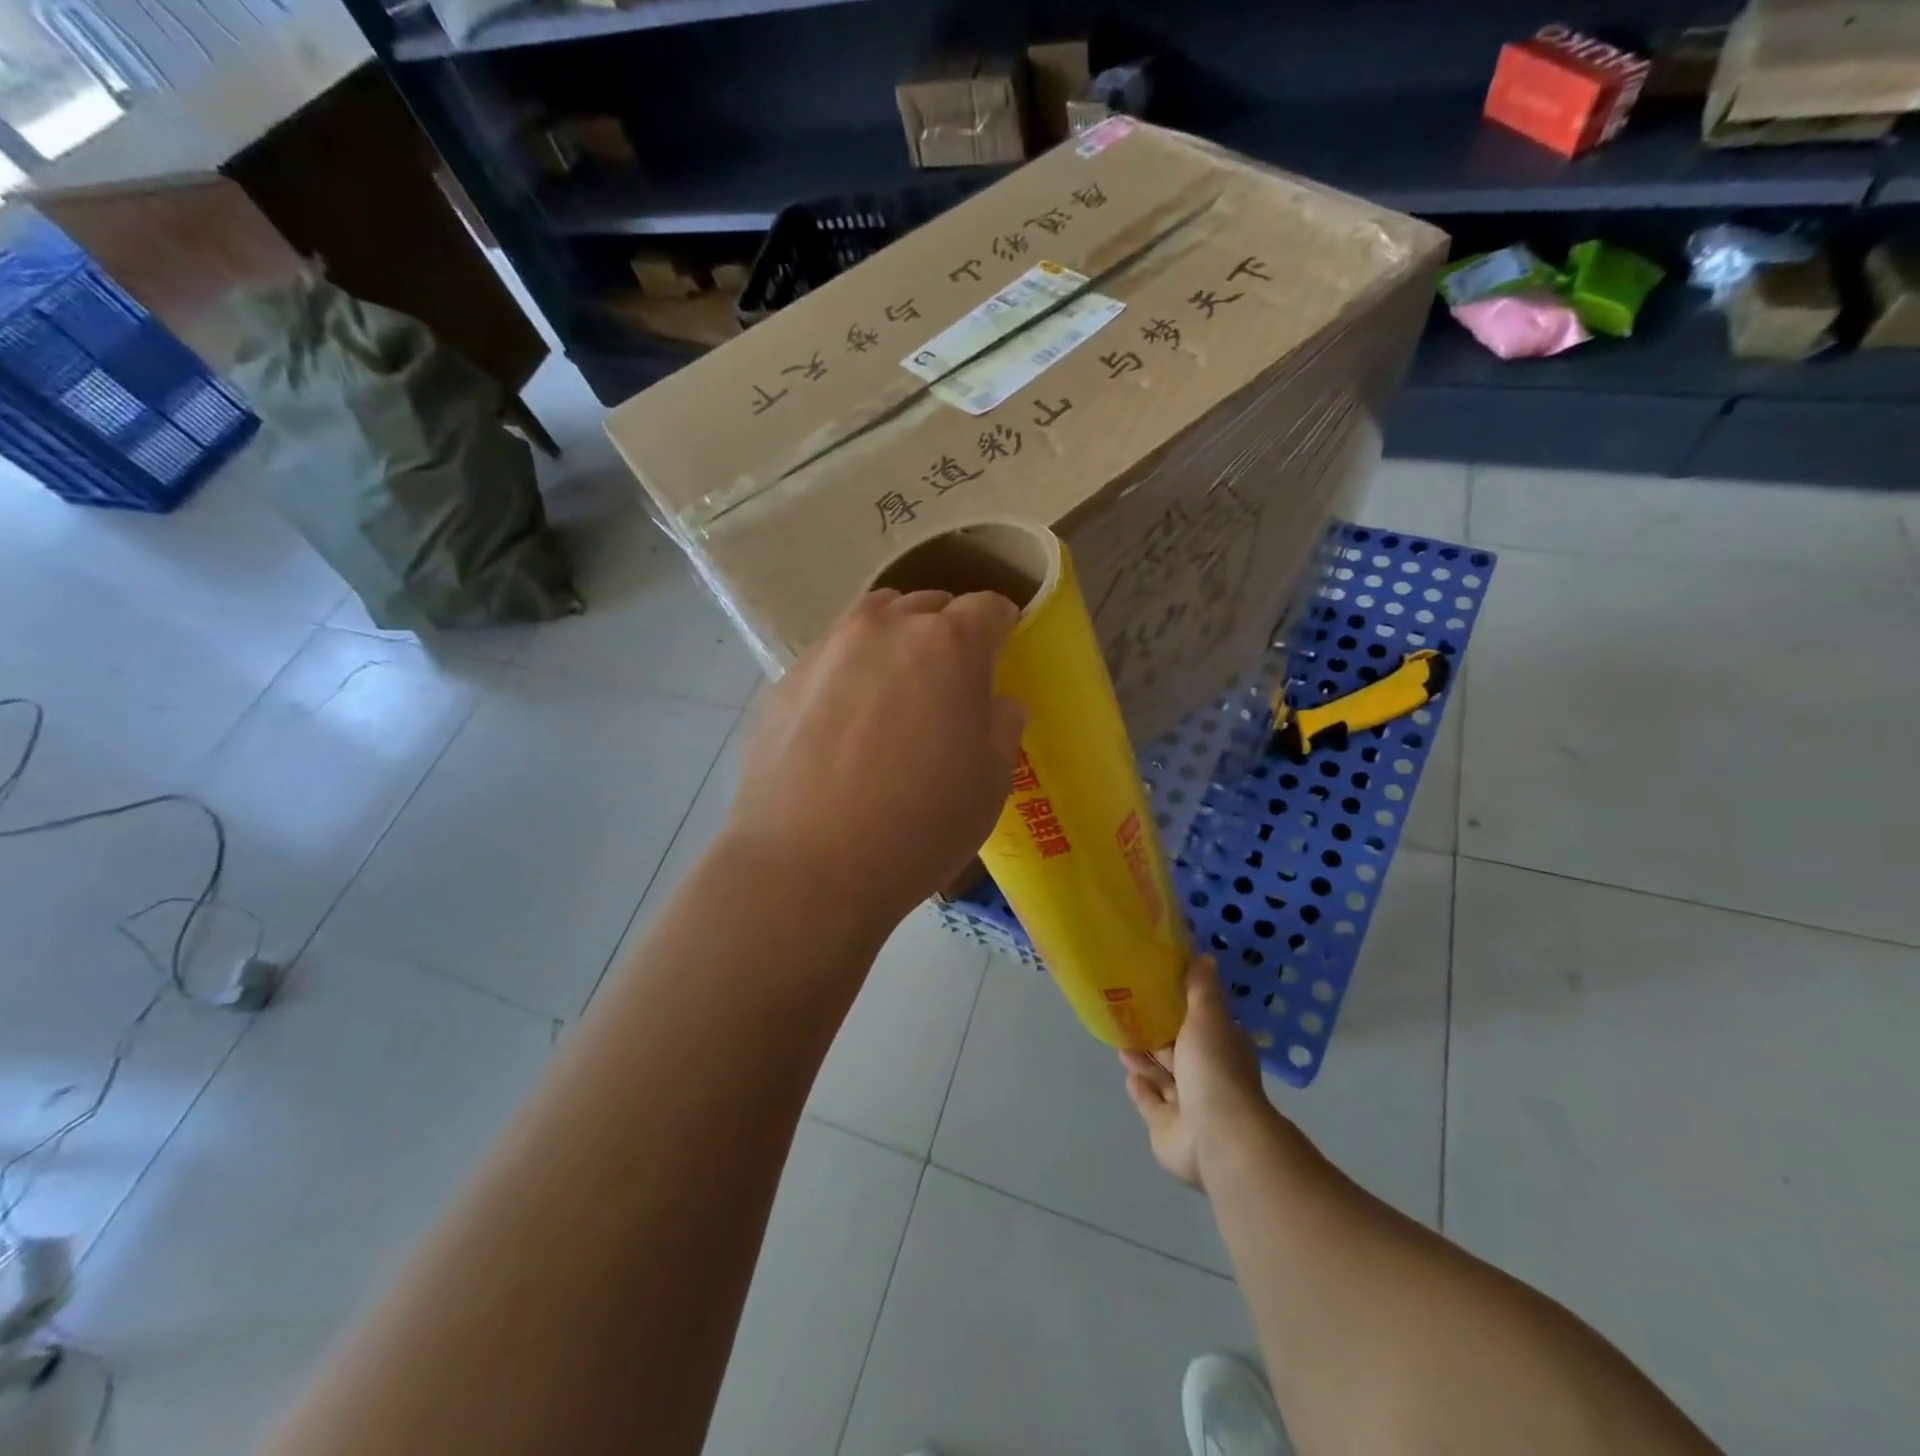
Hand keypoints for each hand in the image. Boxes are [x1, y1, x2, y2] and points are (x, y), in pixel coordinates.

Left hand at [727, 589, 1026, 929]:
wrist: (805, 867)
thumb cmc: (918, 826)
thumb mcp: (990, 784)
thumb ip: (1002, 726)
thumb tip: (996, 702)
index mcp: (949, 644)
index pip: (987, 608)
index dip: (1001, 629)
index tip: (1001, 655)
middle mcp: (886, 628)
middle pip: (927, 605)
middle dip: (947, 632)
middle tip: (949, 681)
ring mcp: (827, 649)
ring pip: (873, 621)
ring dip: (895, 641)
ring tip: (894, 692)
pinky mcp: (785, 678)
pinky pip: (832, 657)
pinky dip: (850, 672)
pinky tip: (844, 724)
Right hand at [1122, 956, 1274, 1189]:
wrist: (1217, 1137)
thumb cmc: (1214, 1069)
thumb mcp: (1209, 1017)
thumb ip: (1201, 989)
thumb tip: (1206, 955)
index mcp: (1222, 1048)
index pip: (1200, 1023)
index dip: (1179, 1008)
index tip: (1154, 990)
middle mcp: (1208, 1075)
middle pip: (1178, 1050)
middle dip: (1156, 1034)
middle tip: (1127, 1014)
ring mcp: (1188, 1105)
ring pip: (1162, 1076)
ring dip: (1144, 1060)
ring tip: (1120, 1040)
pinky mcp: (1167, 1128)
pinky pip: (1150, 1103)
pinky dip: (1140, 1088)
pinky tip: (1127, 1073)